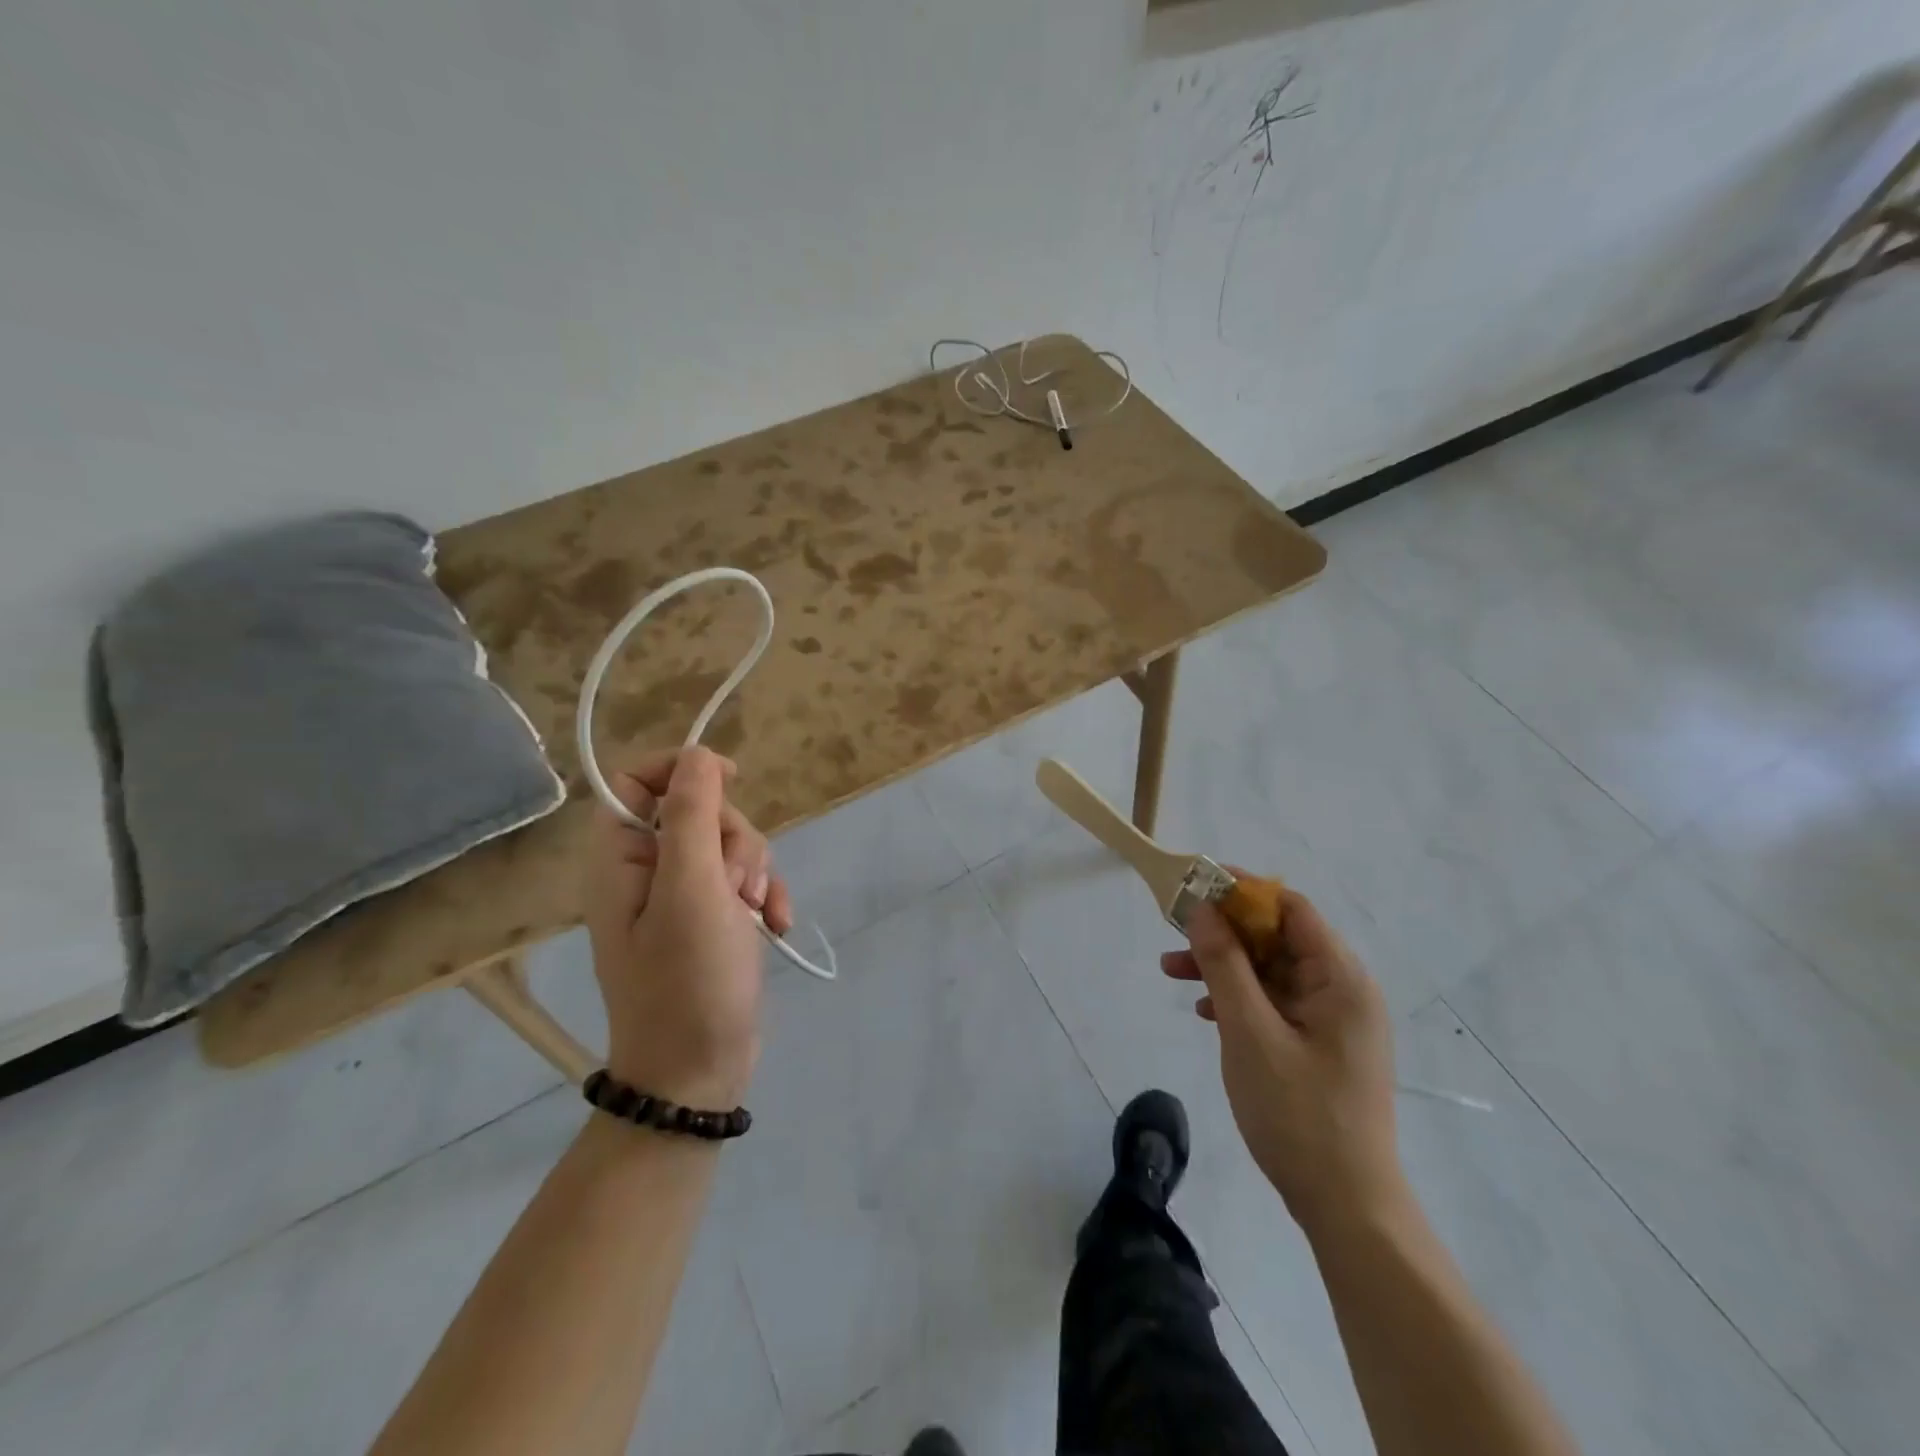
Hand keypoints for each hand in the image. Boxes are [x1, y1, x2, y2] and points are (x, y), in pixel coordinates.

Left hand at [585, 748, 792, 1109]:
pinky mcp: (714, 920)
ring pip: (730, 846)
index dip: (682, 769)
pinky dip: (765, 896)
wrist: (698, 1073)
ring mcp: (683, 898)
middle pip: (699, 811)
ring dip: (755, 871)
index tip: (729, 781)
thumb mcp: (691, 890)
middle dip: (734, 838)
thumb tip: (699, 755)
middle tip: (736, 885)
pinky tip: (777, 925)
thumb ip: (690, 815)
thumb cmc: (687, 981)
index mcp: (621, 859)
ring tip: (754, 913)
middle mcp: (647, 872)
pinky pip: (745, 882)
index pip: (636, 779)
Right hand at [1161, 885, 1404, 1236]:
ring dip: (1224, 966)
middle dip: (1223, 932)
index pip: (1290, 908)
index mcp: (1340, 978)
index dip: (1242, 892)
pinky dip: (1239, 998)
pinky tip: (1205, 1012)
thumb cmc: (1299, 1113)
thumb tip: (1202, 909)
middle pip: (1277, 938)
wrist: (1346, 1207)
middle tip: (1173, 935)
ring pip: (1271, 971)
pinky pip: (1275, 1002)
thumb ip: (1223, 965)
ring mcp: (1332, 1020)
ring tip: (1171, 972)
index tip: (1194, 888)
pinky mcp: (1320, 1046)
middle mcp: (1343, 990)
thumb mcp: (1249, 1031)